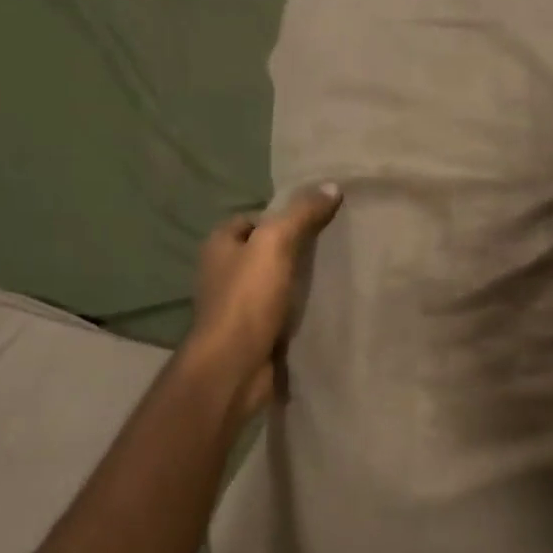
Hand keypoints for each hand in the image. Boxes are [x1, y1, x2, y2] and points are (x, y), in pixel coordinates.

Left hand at [183, 183, 342, 419]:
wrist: (234, 366)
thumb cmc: (247, 298)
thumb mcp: (276, 244)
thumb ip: (301, 214)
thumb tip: (332, 186)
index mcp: (219, 246)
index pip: (250, 219)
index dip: (279, 216)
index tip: (314, 219)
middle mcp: (222, 273)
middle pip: (262, 251)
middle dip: (292, 249)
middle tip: (331, 245)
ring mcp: (236, 306)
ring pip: (272, 283)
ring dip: (296, 281)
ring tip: (333, 274)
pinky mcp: (252, 333)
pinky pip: (279, 312)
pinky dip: (297, 309)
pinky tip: (322, 306)